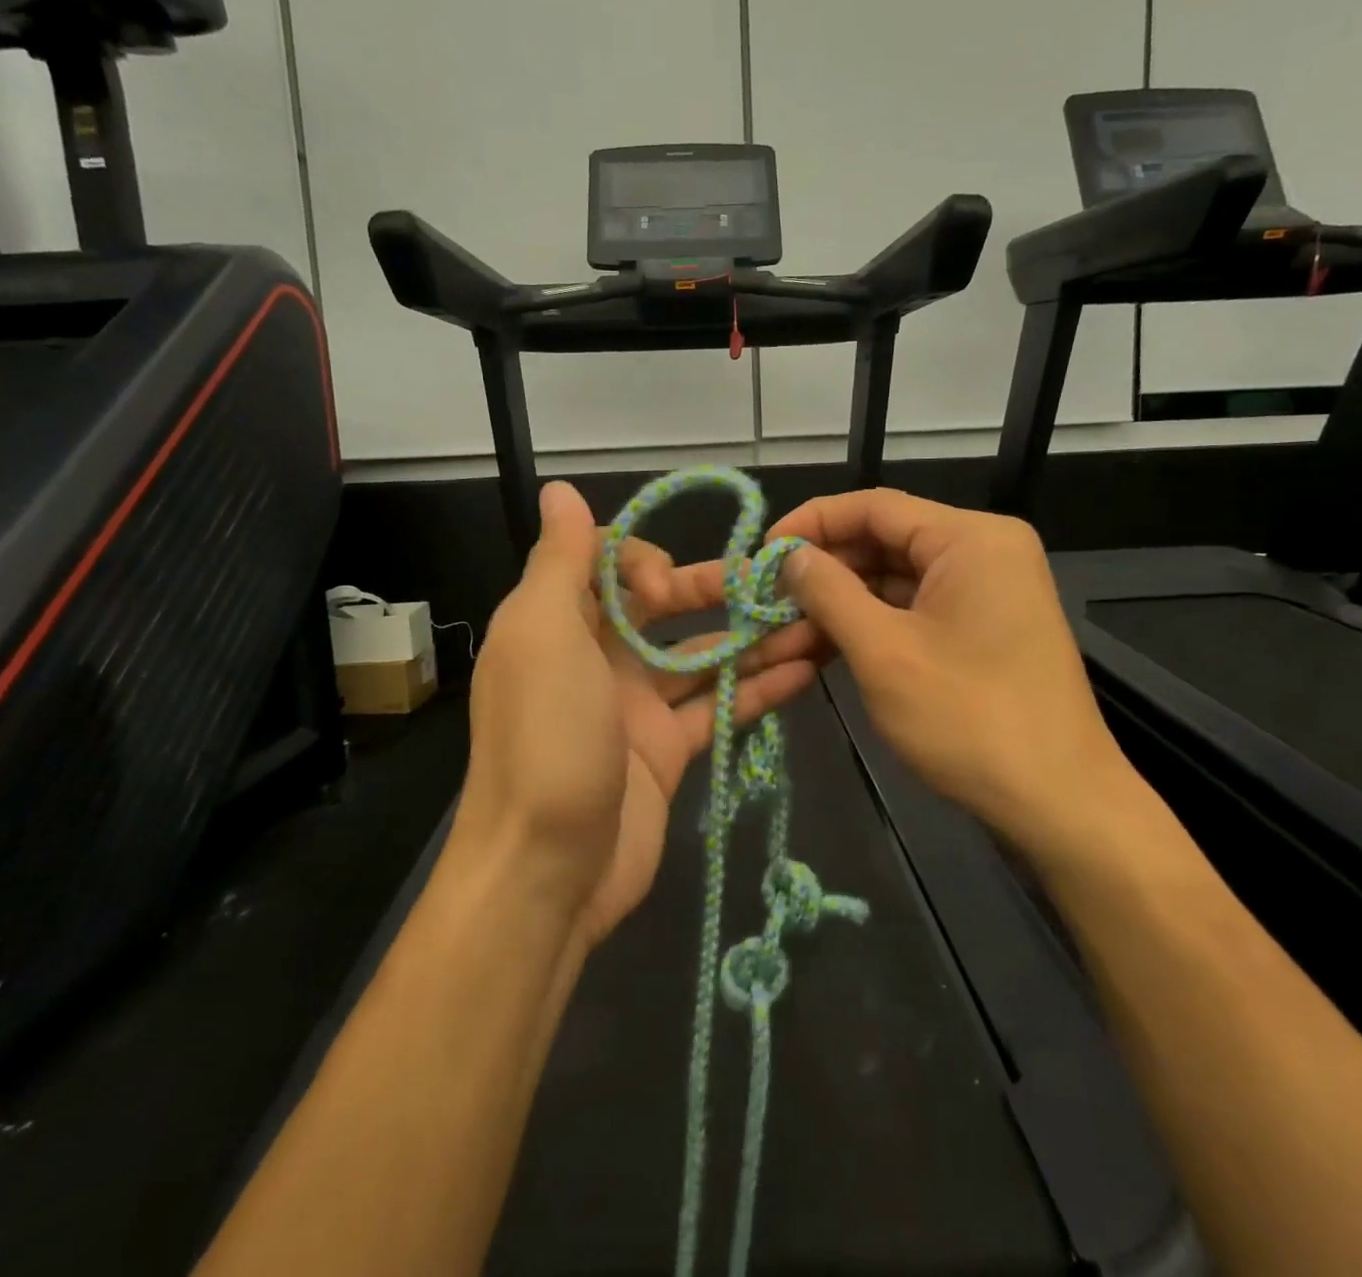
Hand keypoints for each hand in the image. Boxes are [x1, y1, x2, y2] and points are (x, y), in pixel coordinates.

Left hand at [454, 481, 817, 954]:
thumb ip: (560, 561)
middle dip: (720, 591)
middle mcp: (598, 656)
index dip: (645, 563)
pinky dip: (759, 688)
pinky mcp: (669, 751)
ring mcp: (637, 706)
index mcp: (559, 622)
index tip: (665, 593)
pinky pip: (719, 707)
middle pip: (666, 608)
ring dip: (755, 638)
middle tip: (781, 585)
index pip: (610, 564)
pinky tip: (807, 670)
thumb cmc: (546, 739)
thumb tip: (559, 490)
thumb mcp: (542, 636)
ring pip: (703, 657)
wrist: (547, 872)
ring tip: (818, 620)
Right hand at [764, 489, 1133, 860]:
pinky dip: (873, 623)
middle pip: (886, 540)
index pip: (874, 506)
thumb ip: (828, 592)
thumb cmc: (968, 719)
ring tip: (787, 628)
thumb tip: (790, 557)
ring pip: (897, 578)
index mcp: (970, 539)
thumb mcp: (883, 651)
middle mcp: (984, 551)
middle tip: (769, 597)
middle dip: (825, 568)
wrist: (1060, 804)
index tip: (763, 551)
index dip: (812, 523)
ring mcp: (988, 591)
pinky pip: (916, 608)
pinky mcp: (984, 628)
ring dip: (843, 601)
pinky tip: (828, 646)